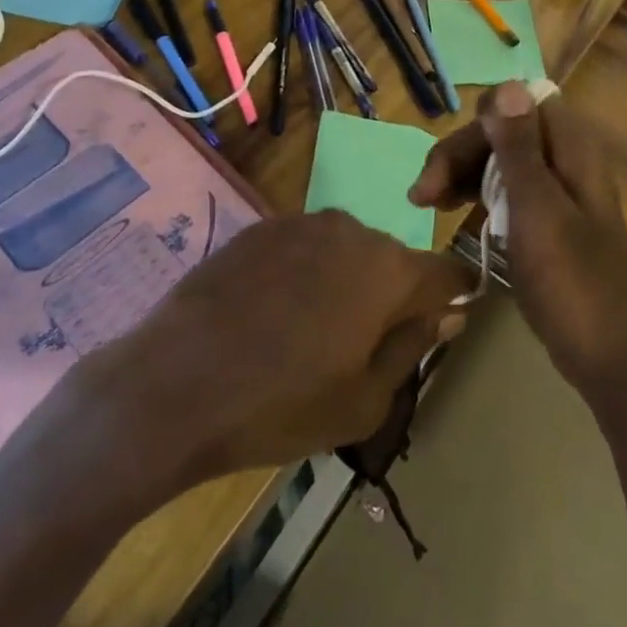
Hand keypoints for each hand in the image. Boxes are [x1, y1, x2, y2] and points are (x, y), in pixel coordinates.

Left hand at [75, 211, 468, 486]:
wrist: (175, 383)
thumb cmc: (281, 404)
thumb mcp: (364, 400)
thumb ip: (413, 347)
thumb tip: (448, 313)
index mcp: (388, 269)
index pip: (447, 272)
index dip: (451, 298)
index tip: (439, 326)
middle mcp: (351, 230)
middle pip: (393, 261)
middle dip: (390, 297)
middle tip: (359, 349)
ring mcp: (300, 222)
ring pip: (346, 251)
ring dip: (344, 283)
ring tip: (309, 333)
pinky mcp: (259, 228)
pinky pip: (303, 247)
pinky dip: (303, 274)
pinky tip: (271, 314)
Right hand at [409, 80, 626, 400]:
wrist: (610, 356)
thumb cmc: (573, 282)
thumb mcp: (538, 210)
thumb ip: (520, 148)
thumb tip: (508, 82)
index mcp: (572, 149)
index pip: (519, 103)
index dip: (480, 122)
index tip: (450, 161)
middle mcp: (565, 159)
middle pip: (503, 131)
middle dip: (460, 153)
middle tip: (421, 195)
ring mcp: (555, 190)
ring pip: (498, 159)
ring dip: (460, 173)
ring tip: (423, 205)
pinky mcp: (545, 218)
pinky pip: (504, 189)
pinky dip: (474, 194)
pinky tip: (449, 211)